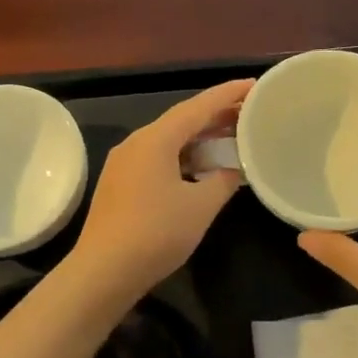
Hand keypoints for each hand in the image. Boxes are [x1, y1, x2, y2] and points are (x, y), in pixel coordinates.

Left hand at [69, 79, 251, 301]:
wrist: (103, 272)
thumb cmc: (156, 233)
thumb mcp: (201, 206)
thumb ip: (223, 180)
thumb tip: (233, 168)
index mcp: (156, 139)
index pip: (198, 106)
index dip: (228, 94)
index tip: (254, 85)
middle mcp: (137, 142)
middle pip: (182, 120)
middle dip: (216, 115)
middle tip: (250, 112)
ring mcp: (124, 163)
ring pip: (169, 140)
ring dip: (200, 138)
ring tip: (232, 137)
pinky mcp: (120, 183)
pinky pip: (158, 157)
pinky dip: (184, 156)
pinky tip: (201, 167)